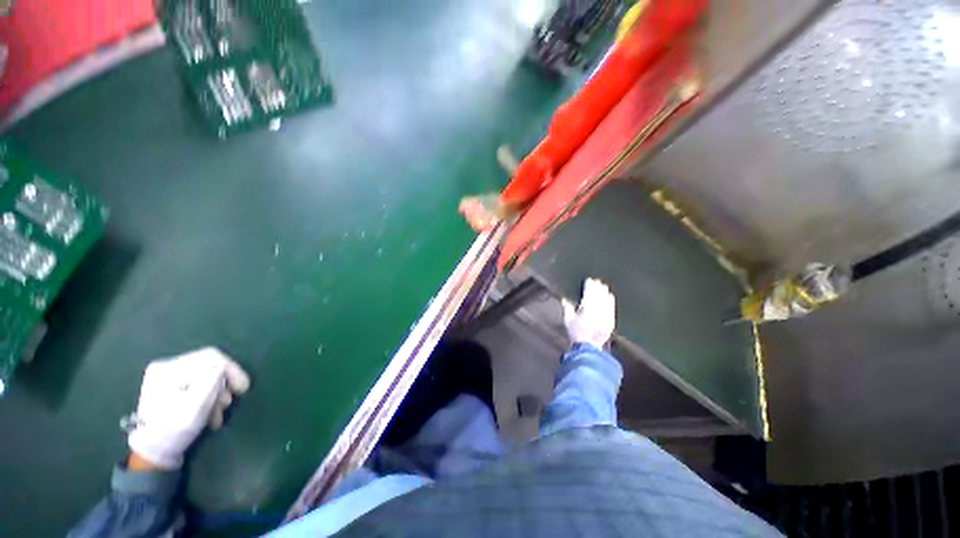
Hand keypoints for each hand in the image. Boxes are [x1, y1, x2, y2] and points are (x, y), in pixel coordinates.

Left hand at [127, 348, 250, 468]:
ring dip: (218, 394)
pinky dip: (210, 397)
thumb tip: (223, 371)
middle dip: (223, 386)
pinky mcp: (173, 387)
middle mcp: (167, 367)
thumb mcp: (195, 407)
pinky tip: (211, 413)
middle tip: (227, 405)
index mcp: (168, 369)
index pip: (210, 358)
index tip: (244, 388)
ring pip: (207, 377)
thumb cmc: (172, 430)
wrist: (152, 453)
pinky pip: (201, 384)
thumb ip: (211, 382)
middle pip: (209, 367)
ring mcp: (169, 377)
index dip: (231, 369)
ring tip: (218, 414)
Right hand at [563, 278, 615, 348]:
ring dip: (605, 293)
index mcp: (587, 309)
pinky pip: (612, 308)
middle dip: (598, 287)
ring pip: (606, 300)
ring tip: (603, 286)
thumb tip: (565, 298)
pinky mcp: (611, 321)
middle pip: (599, 295)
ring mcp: (606, 316)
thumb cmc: (576, 333)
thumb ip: (567, 308)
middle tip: (597, 281)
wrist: (589, 347)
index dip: (590, 286)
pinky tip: (610, 296)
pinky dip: (611, 301)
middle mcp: (599, 311)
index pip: (589, 293)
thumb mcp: (568, 320)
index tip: (589, 280)